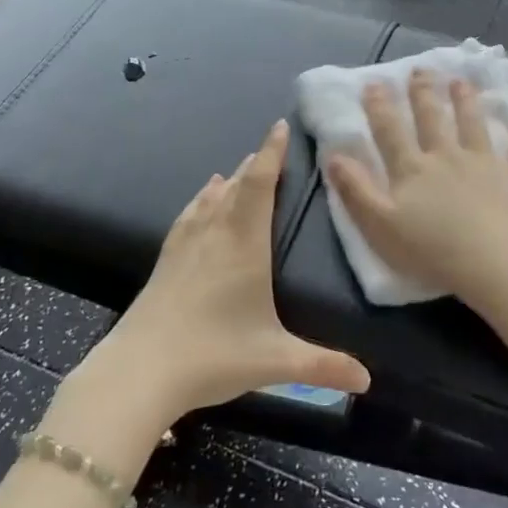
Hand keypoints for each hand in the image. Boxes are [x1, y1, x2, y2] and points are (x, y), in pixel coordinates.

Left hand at [97, 120, 370, 419]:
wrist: (139, 370)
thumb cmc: (213, 355)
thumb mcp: (275, 361)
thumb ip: (323, 366)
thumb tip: (367, 381)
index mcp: (244, 245)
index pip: (260, 186)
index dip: (271, 154)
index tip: (278, 127)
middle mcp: (215, 234)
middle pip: (236, 186)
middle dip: (255, 164)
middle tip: (270, 149)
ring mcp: (186, 246)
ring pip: (211, 198)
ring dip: (229, 179)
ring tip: (241, 168)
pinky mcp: (166, 260)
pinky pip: (189, 215)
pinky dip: (201, 199)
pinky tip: (201, 200)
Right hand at [324, 71, 507, 303]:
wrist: (492, 263)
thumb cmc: (430, 250)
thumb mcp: (379, 225)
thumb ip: (355, 189)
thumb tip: (334, 155)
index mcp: (412, 169)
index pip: (390, 132)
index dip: (379, 107)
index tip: (373, 83)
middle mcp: (446, 156)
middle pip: (432, 119)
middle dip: (423, 93)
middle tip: (420, 70)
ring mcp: (484, 162)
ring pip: (473, 123)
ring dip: (466, 101)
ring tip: (461, 80)